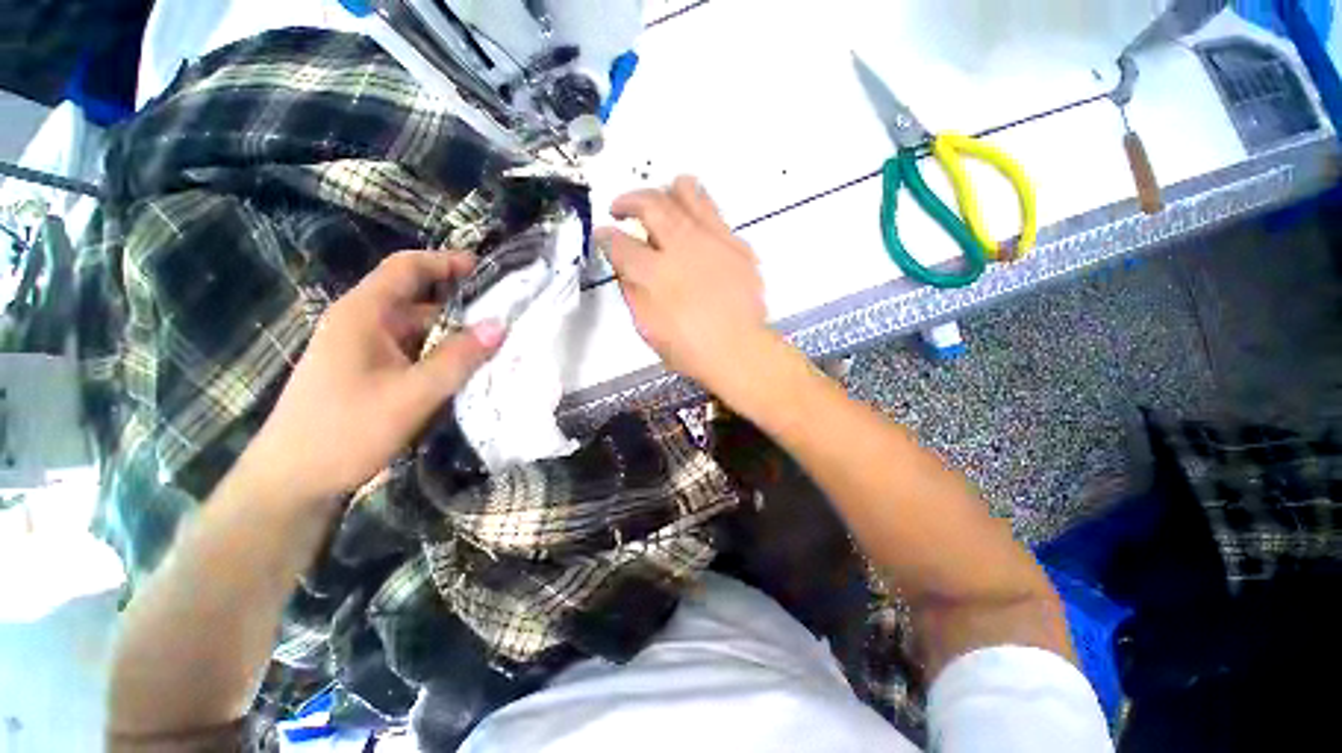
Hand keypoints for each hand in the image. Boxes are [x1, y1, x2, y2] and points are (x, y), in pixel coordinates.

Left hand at [238, 250, 504, 505]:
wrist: (293, 481)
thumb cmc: (346, 430)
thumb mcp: (412, 394)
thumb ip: (458, 358)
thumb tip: (500, 325)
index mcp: (364, 314)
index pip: (406, 268)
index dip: (445, 262)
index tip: (487, 269)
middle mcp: (363, 324)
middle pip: (418, 300)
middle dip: (462, 304)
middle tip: (507, 314)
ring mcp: (365, 350)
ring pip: (419, 330)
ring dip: (455, 334)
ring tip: (498, 342)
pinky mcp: (370, 373)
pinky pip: (414, 353)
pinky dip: (442, 355)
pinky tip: (469, 368)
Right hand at [596, 176, 769, 392]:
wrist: (739, 351)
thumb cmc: (690, 349)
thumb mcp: (647, 328)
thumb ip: (632, 291)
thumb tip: (626, 267)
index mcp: (654, 274)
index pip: (619, 242)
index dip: (605, 235)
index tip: (602, 234)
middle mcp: (682, 247)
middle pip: (650, 203)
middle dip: (628, 201)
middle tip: (622, 209)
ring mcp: (713, 241)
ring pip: (686, 193)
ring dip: (665, 193)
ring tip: (660, 202)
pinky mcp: (737, 244)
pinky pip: (715, 213)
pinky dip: (697, 213)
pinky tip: (693, 228)